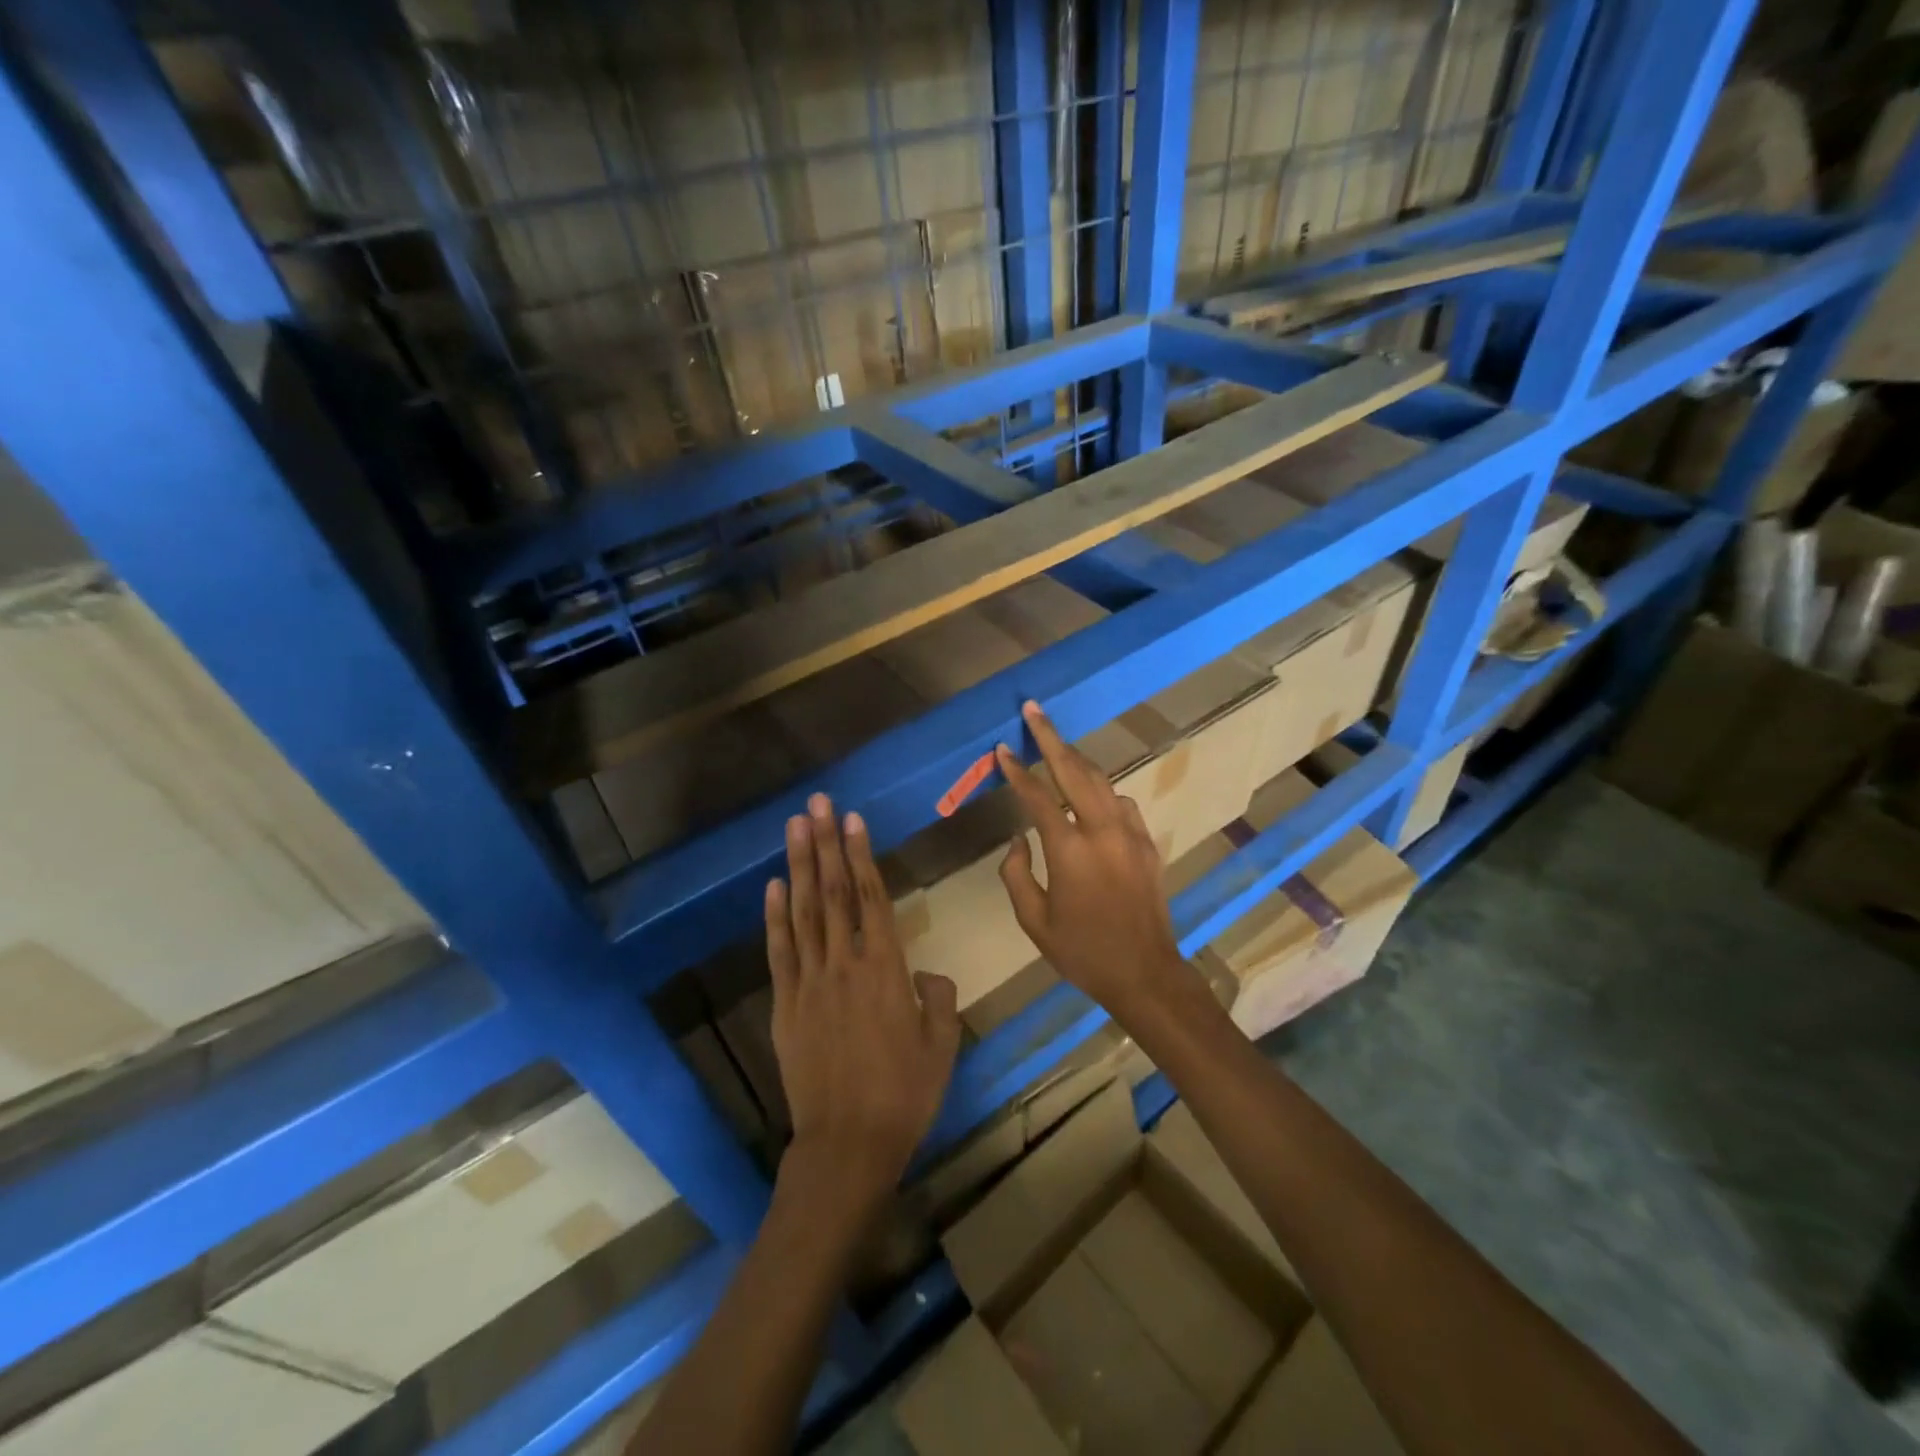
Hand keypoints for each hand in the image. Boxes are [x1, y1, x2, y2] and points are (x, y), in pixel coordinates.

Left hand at [766, 793, 960, 1202]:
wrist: (848, 1144)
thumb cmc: (904, 1094)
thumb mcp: (942, 1044)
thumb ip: (938, 998)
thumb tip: (923, 973)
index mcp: (886, 969)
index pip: (872, 898)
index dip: (861, 855)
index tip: (852, 820)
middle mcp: (845, 964)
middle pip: (834, 892)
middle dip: (826, 844)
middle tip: (817, 803)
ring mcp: (809, 982)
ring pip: (804, 912)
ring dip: (800, 865)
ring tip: (796, 827)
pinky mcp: (786, 1004)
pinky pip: (779, 951)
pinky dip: (775, 916)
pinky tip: (773, 885)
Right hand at [995, 701, 1190, 1016]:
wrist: (1145, 973)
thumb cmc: (1082, 952)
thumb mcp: (1033, 921)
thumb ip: (1016, 874)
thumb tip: (1018, 839)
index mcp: (1069, 850)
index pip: (1037, 797)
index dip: (1016, 770)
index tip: (1001, 750)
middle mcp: (1102, 831)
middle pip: (1074, 770)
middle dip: (1051, 737)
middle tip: (1034, 710)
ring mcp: (1131, 834)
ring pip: (1102, 781)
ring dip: (1077, 760)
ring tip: (1057, 746)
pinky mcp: (1148, 844)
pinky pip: (1123, 803)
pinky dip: (1103, 791)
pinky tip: (1092, 795)